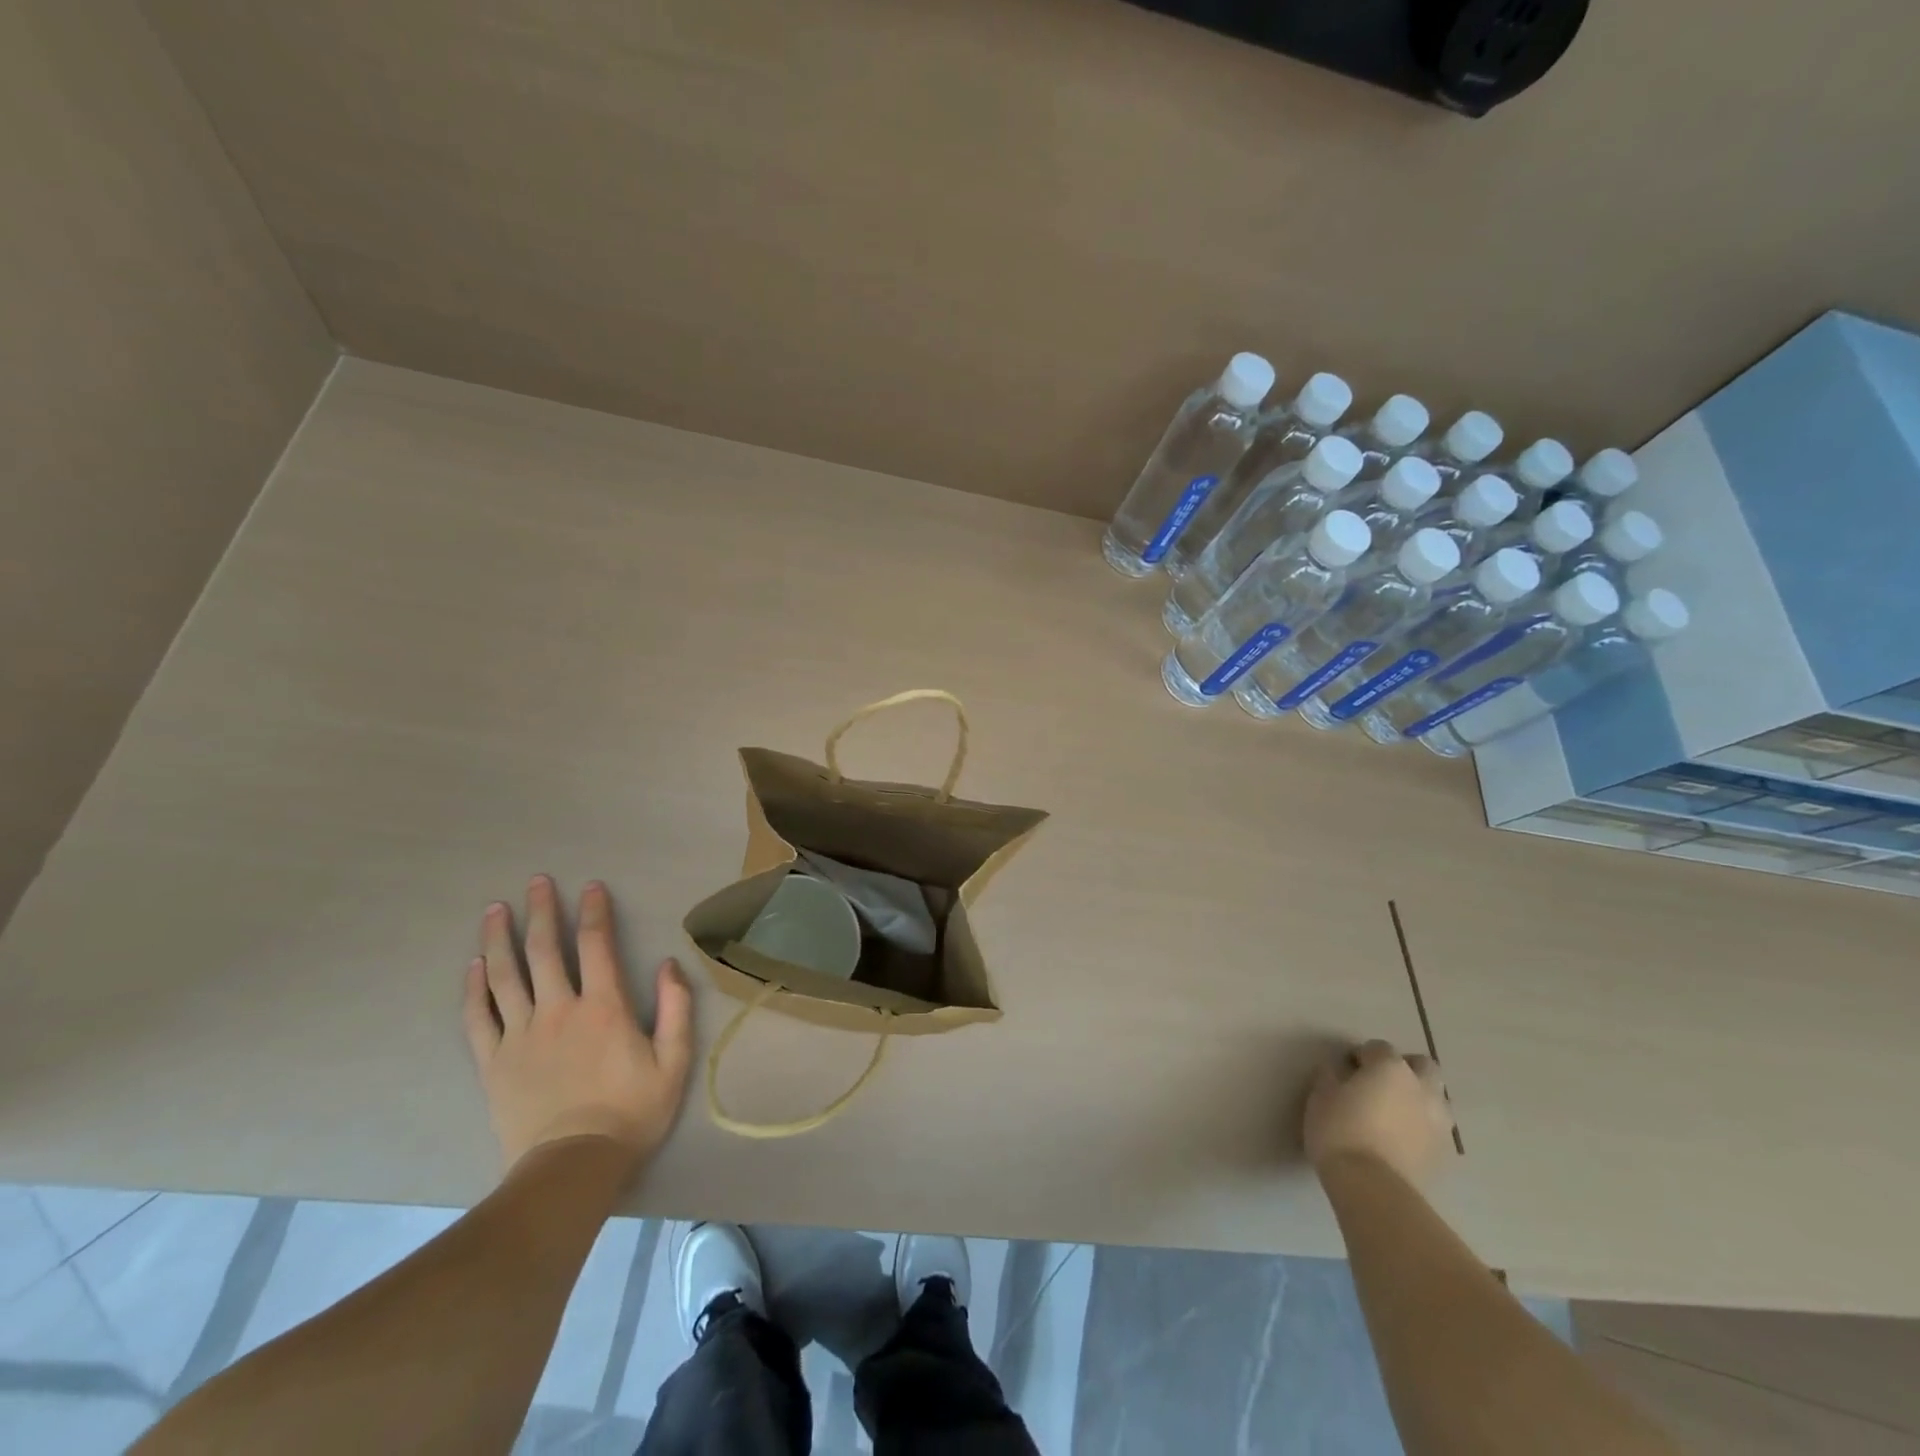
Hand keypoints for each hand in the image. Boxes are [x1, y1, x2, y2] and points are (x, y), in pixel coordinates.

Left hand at [463, 876, 693, 1172]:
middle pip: (544, 950)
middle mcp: (558, 1010)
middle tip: (537, 882)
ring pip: (505, 976)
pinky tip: (473, 965)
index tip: (590, 887)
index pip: (596, 945)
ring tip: (495, 909)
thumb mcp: (673, 1061)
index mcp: (604, 1007)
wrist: (572, 1167)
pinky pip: (478, 1017)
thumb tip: (668, 963)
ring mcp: (520, 1035)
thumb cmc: (631, 1112)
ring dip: (500, 938)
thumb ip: (675, 1008)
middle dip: (542, 911)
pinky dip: (474, 988)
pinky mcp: (493, 1062)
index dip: (594, 912)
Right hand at [1304, 1039, 1453, 1188]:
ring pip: (1435, 1098)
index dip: (1361, 1056)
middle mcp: (1422, 1088)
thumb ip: (1332, 1076)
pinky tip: (1401, 1139)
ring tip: (1394, 1114)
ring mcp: (1438, 1122)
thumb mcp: (1321, 1095)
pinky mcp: (1445, 1153)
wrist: (1373, 1187)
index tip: (1346, 1070)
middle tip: (1380, 1084)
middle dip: (1404, 1069)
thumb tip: (1339, 1072)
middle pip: (1422, 1066)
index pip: (1377, 1047)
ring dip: (1418, 1098)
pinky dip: (1422, 1127)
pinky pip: (1435, 1128)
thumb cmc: (1340, 1131)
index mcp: (1390, 1068)